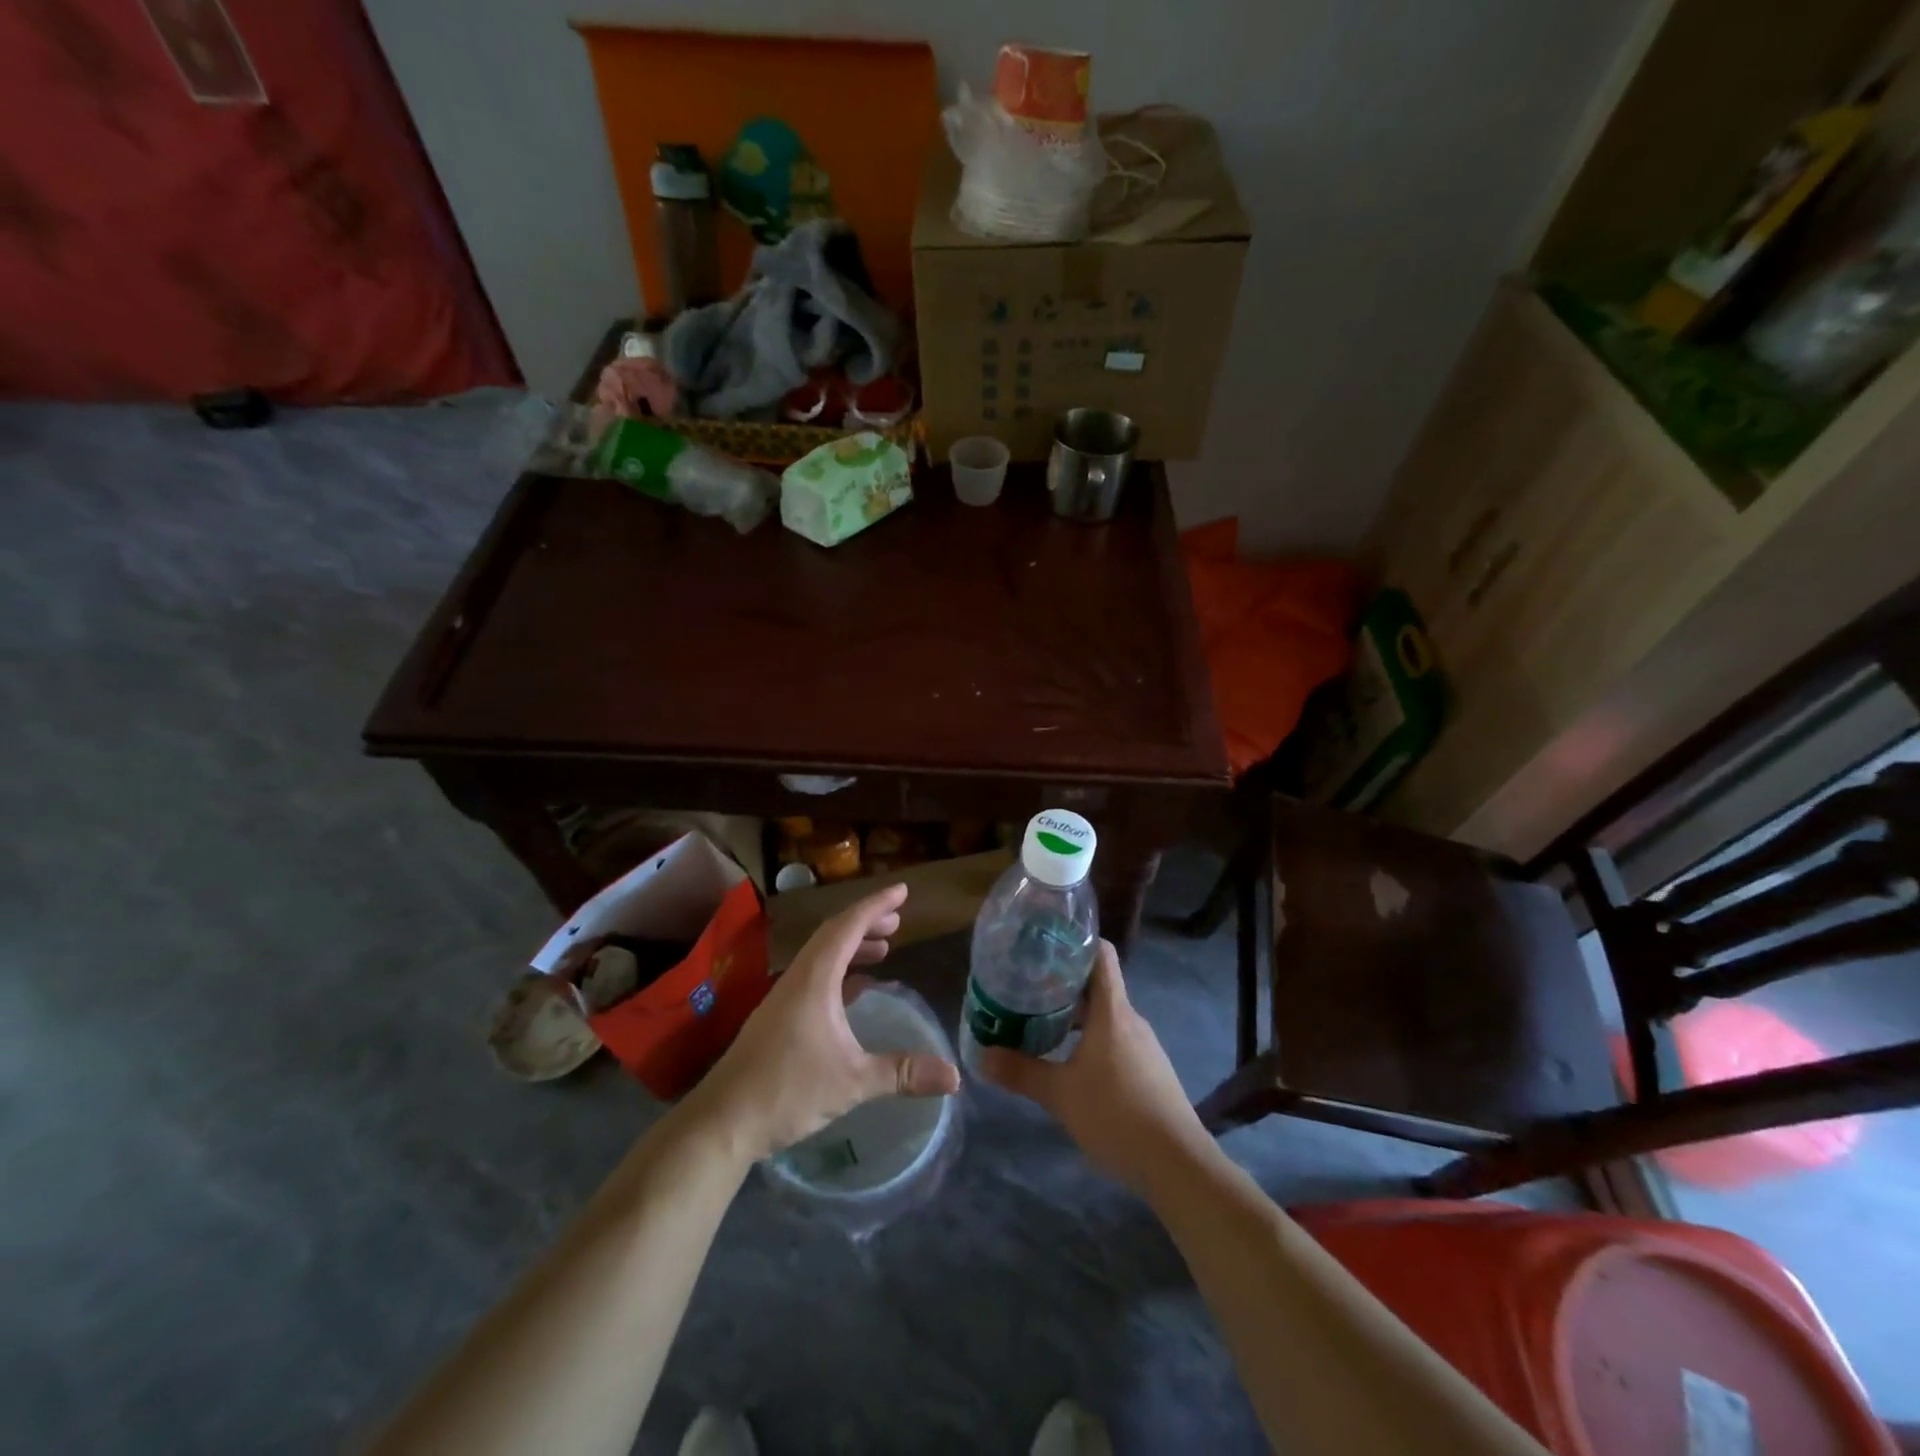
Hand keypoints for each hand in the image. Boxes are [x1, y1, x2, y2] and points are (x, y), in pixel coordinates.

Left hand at [688, 883, 959, 1164]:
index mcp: (814, 979)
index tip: (902, 891)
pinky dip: (840, 973)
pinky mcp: (778, 1018)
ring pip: (822, 957)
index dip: (876, 905)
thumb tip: (954, 1076)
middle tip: (898, 920)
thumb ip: (902, 1073)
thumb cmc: (787, 1091)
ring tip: (883, 949)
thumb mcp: (852, 1082)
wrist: (722, 1122)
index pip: (847, 926)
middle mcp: (797, 979)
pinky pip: (814, 978)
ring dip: (852, 947)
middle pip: (834, 935)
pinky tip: (856, 991)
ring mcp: (784, 998)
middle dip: (866, 923)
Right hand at [980, 940, 1208, 1191]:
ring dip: (1075, 1015)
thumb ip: (1021, 1072)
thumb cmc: (1116, 1115)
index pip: (1102, 954)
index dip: (1076, 941)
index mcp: (1112, 1011)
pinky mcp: (1149, 1069)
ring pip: (1105, 1015)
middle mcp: (1131, 1019)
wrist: (1177, 1164)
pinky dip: (1090, 1038)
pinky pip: (1115, 1038)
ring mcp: (1144, 1045)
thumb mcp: (1060, 1094)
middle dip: (1062, 983)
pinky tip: (1069, 1061)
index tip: (1044, 943)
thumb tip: (981, 1056)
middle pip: (1097, 985)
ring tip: (1040, 1023)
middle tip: (1026, 988)